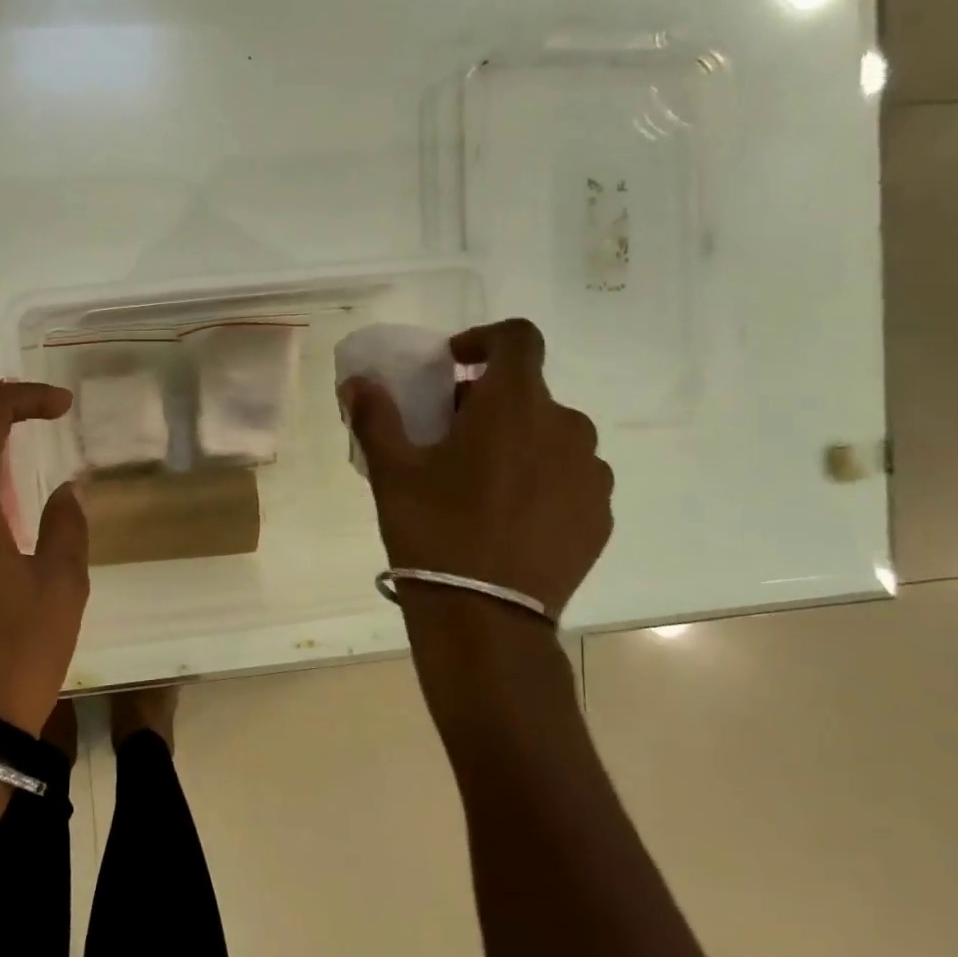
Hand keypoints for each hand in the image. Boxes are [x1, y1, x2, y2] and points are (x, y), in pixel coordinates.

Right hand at [339, 318, 612, 618]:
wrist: (484, 618)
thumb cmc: (433, 531)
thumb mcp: (391, 471)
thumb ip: (376, 415)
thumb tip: (358, 383)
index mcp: (514, 406)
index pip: (518, 337)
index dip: (484, 338)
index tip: (454, 364)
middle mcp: (565, 428)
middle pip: (528, 392)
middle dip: (489, 401)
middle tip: (450, 436)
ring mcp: (590, 474)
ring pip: (551, 436)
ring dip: (518, 440)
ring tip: (482, 482)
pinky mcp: (598, 515)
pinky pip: (569, 477)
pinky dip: (541, 479)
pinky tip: (510, 517)